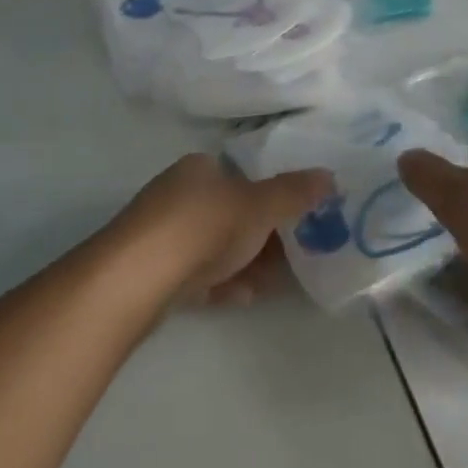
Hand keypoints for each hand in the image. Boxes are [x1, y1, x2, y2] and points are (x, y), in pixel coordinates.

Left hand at [121, 153, 333, 306]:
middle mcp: (178, 195)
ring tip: (272, 283)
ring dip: (245, 264)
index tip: (296, 217)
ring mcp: (162, 235)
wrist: (137, 278)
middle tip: (294, 255)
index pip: (241, 174)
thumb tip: (330, 176)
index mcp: (199, 169)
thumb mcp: (259, 205)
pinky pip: (198, 276)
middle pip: (231, 214)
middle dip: (263, 236)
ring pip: (215, 248)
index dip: (270, 194)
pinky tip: (242, 298)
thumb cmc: (203, 227)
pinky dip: (222, 284)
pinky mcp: (154, 272)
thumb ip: (295, 192)